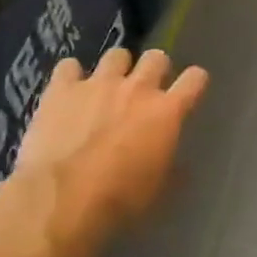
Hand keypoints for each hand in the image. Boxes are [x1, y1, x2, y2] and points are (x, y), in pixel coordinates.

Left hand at [0, 47, 208, 256]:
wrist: (61, 200)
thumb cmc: (118, 201)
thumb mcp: (157, 190)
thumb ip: (170, 167)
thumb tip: (178, 165)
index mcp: (167, 112)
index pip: (195, 79)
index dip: (194, 82)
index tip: (189, 90)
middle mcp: (137, 88)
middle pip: (156, 57)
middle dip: (154, 69)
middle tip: (144, 90)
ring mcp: (98, 83)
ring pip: (116, 54)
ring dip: (116, 68)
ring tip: (106, 87)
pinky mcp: (62, 88)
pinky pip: (69, 66)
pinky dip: (70, 76)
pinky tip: (67, 91)